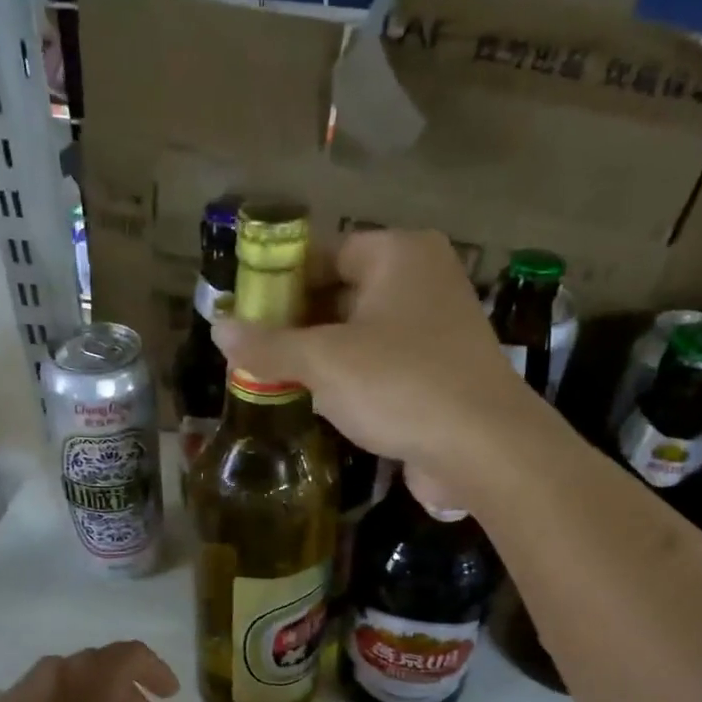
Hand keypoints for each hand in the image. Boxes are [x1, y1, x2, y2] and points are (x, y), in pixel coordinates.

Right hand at [211, 230, 541, 505]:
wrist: (483, 449)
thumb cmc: (400, 385)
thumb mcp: (323, 361)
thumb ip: (268, 343)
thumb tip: (218, 327)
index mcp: (399, 254)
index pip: (326, 252)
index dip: (281, 281)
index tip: (246, 313)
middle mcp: (423, 280)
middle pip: (343, 292)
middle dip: (297, 323)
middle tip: (254, 351)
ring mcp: (437, 328)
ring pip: (361, 332)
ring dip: (321, 355)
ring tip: (276, 378)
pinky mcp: (440, 372)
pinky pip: (383, 363)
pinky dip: (351, 378)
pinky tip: (320, 403)